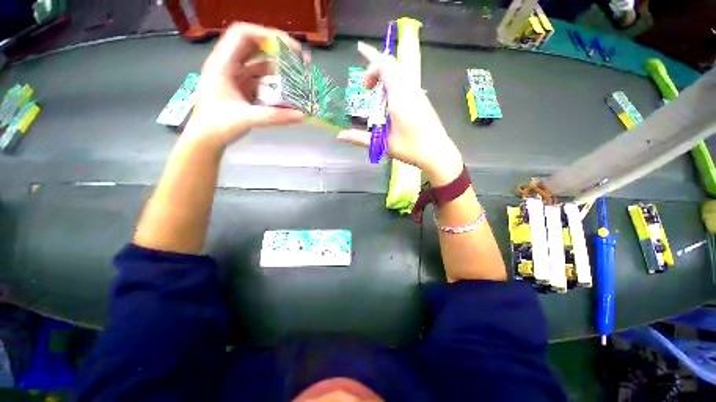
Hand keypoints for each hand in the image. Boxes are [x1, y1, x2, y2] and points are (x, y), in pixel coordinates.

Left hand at [184, 23, 304, 147]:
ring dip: (278, 67)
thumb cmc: (218, 126)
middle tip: (299, 59)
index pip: (242, 35)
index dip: (266, 34)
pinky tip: (287, 91)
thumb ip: (275, 117)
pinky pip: (261, 79)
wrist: (206, 139)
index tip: (289, 47)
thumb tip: (302, 116)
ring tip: (298, 76)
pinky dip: (275, 82)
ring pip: (259, 63)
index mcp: (222, 65)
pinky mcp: (243, 88)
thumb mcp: (246, 119)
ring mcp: (236, 77)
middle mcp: (229, 66)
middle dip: (277, 49)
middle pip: (254, 45)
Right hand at [337, 42, 463, 184]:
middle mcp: (410, 90)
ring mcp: (419, 93)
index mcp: (400, 99)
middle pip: (394, 64)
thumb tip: (339, 136)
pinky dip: (394, 79)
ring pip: (402, 70)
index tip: (364, 86)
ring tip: (375, 86)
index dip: (371, 66)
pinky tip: (389, 96)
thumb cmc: (411, 149)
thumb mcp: (383, 144)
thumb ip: (360, 139)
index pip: (386, 67)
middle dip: (376, 65)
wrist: (437, 153)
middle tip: (365, 84)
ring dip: (386, 72)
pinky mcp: (422, 99)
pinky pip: (407, 79)